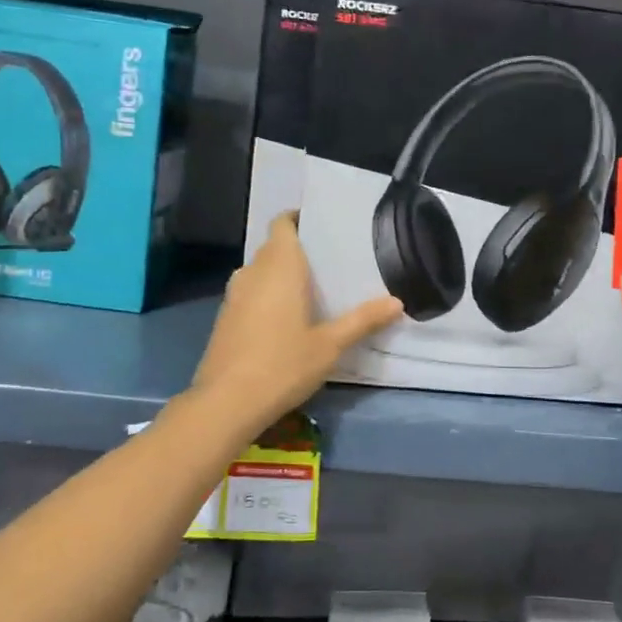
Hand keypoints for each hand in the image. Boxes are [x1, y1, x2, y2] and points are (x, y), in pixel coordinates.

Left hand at [192, 214, 402, 431]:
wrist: (226, 403)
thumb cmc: (283, 364)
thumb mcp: (330, 345)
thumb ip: (362, 320)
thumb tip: (397, 302)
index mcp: (279, 266)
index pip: (282, 223)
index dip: (299, 219)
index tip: (322, 227)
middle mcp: (252, 272)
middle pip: (274, 247)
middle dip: (298, 251)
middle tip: (331, 263)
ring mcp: (234, 296)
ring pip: (260, 272)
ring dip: (282, 275)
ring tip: (313, 290)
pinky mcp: (225, 319)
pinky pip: (251, 293)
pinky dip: (267, 296)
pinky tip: (287, 319)